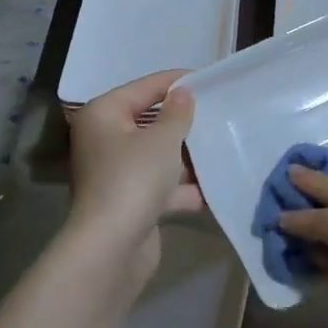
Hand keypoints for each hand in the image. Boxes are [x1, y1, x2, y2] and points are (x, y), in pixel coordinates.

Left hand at [66, 71, 202, 277]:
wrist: (111, 248)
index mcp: (104, 114)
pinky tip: (215, 186)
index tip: (209, 79)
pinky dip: (184, 187)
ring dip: (187, 157)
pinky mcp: (129, 202)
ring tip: (223, 146)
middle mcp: (105, 140)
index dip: (176, 82)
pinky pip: (162, 185)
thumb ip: (177, 113)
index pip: (145, 88)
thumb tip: (183, 93)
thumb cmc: (134, 179)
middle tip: (219, 112)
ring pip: (158, 156)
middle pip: (151, 122)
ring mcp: (116, 173)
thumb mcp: (162, 139)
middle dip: (184, 122)